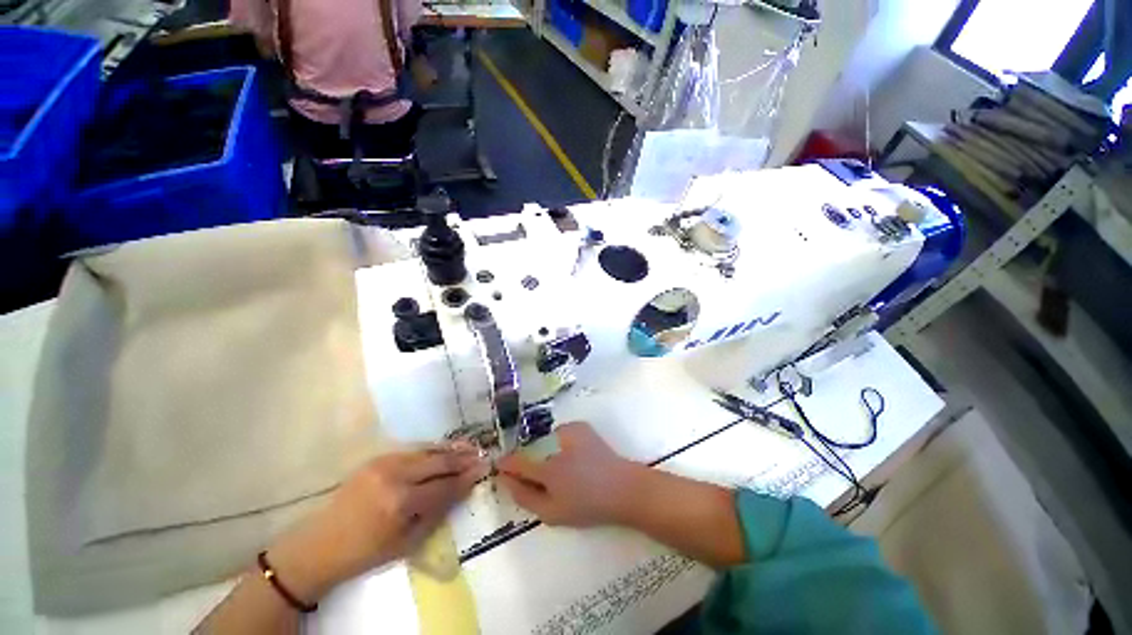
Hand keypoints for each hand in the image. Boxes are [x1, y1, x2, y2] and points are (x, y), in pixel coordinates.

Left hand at [266, 444, 488, 602]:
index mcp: (401, 502)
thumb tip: (463, 489)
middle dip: (464, 459)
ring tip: (471, 447)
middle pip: (439, 462)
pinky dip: (433, 449)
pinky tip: (445, 449)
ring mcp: (385, 462)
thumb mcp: (407, 542)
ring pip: (428, 450)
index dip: (467, 478)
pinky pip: (414, 450)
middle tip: (483, 455)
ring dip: (452, 449)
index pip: (444, 486)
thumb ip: (437, 512)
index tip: (484, 469)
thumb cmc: (366, 552)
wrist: (320, 544)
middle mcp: (395, 475)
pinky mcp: (378, 457)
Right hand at [497, 422, 644, 526]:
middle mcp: (555, 444)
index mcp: (547, 469)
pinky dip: (560, 444)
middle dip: (530, 461)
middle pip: (531, 450)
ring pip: (546, 441)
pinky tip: (574, 456)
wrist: (623, 487)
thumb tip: (505, 480)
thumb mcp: (553, 513)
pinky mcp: (580, 426)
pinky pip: (560, 434)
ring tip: (563, 468)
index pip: (516, 462)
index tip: (500, 467)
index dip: (506, 464)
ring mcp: (569, 430)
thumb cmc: (588, 505)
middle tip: (542, 476)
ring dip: (547, 452)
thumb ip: (525, 497)